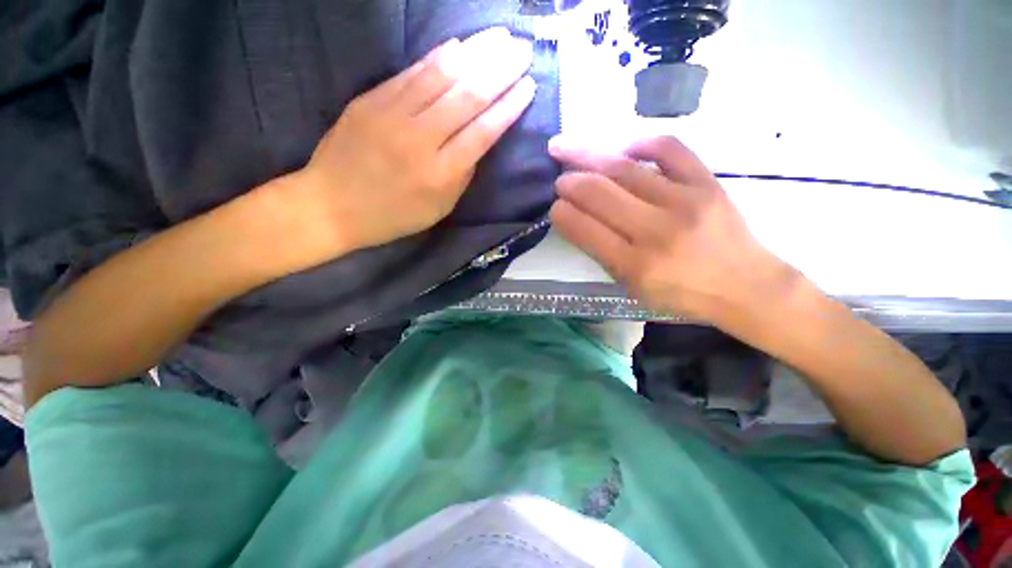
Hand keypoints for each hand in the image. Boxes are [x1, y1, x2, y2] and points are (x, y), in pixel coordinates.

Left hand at [276, 27, 535, 269]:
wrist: (332, 205)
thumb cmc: (393, 216)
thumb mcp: (439, 209)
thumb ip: (462, 175)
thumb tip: (479, 142)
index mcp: (441, 174)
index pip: (483, 132)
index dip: (508, 107)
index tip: (529, 86)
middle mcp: (421, 140)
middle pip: (467, 97)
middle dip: (500, 71)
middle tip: (523, 49)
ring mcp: (393, 115)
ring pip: (442, 76)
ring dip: (475, 53)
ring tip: (500, 37)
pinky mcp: (371, 100)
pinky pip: (411, 73)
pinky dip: (438, 57)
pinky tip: (459, 45)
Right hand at [548, 136, 797, 326]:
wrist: (745, 285)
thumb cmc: (682, 294)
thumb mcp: (633, 287)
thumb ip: (602, 254)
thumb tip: (576, 219)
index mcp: (634, 265)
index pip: (585, 229)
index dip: (561, 213)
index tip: (554, 207)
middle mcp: (656, 231)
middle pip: (599, 193)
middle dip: (569, 182)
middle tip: (559, 179)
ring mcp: (685, 201)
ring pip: (624, 168)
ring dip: (587, 155)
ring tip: (566, 148)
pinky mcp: (707, 182)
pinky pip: (669, 148)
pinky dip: (639, 142)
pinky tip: (621, 146)